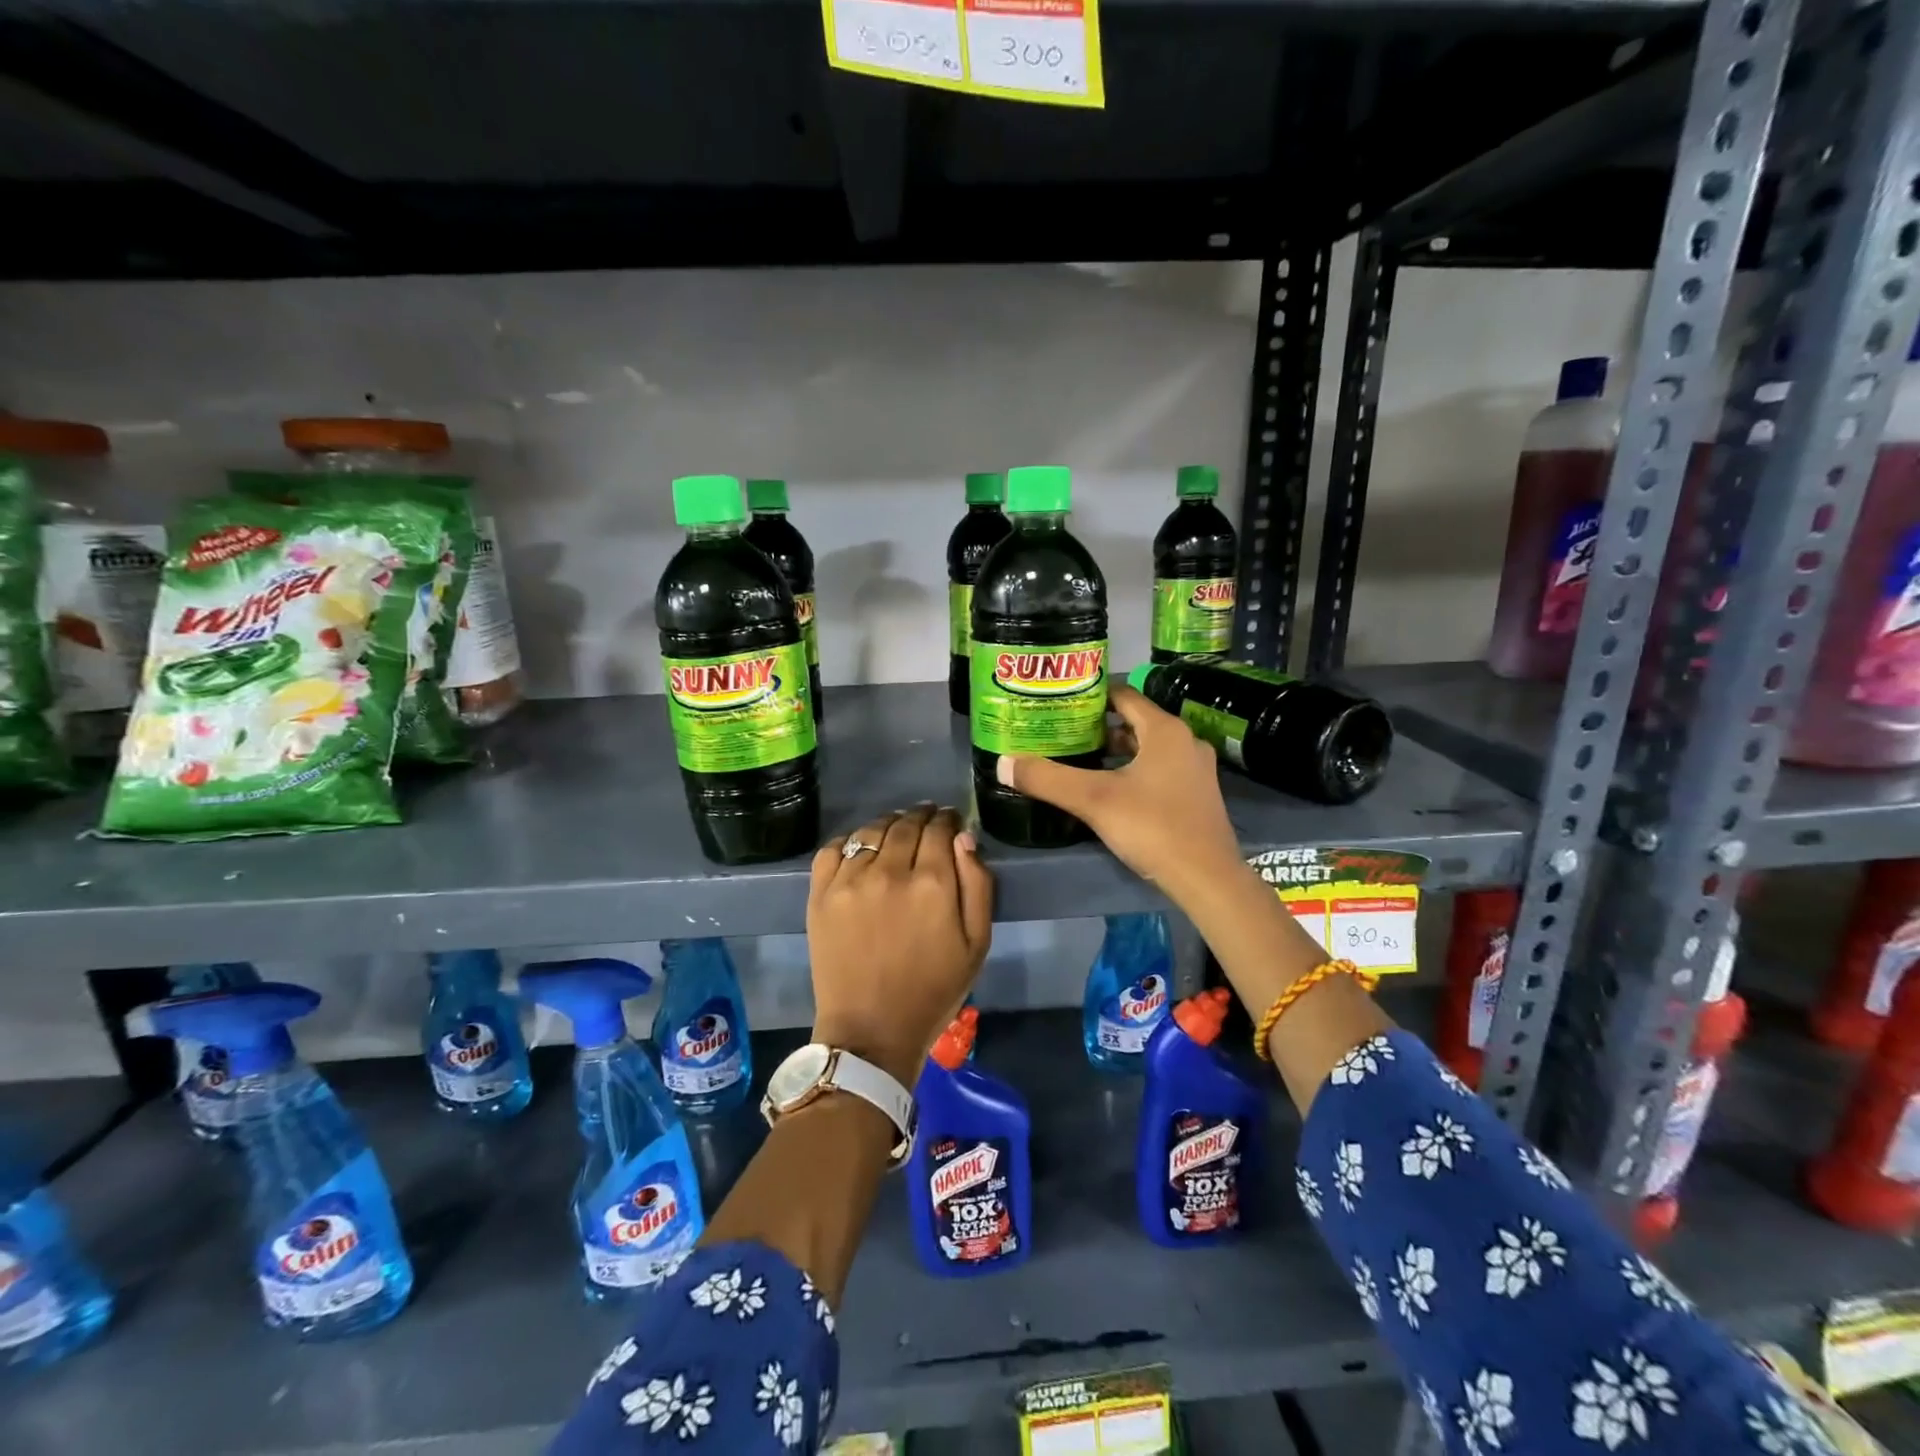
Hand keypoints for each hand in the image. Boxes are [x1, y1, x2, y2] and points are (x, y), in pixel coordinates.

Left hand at [807, 804, 993, 1087]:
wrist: (871, 1031)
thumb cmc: (933, 991)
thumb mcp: (977, 943)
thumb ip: (977, 884)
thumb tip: (963, 837)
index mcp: (932, 883)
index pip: (940, 829)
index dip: (948, 820)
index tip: (950, 821)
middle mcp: (889, 871)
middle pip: (906, 824)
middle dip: (921, 816)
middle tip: (927, 819)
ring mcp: (850, 880)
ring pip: (871, 830)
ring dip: (889, 824)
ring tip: (896, 830)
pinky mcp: (821, 893)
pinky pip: (834, 848)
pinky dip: (850, 841)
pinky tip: (861, 850)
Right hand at [996, 684, 1241, 907]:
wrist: (1207, 878)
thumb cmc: (1153, 827)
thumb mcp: (1093, 800)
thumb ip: (1047, 778)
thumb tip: (1003, 762)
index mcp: (1165, 730)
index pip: (1123, 695)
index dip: (1090, 695)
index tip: (1060, 702)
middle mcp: (1185, 741)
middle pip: (1135, 722)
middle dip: (1098, 726)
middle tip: (1062, 732)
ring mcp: (1195, 770)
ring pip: (1147, 748)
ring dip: (1116, 751)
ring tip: (1079, 758)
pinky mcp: (1197, 795)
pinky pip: (1159, 770)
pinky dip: (1133, 771)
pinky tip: (1110, 789)